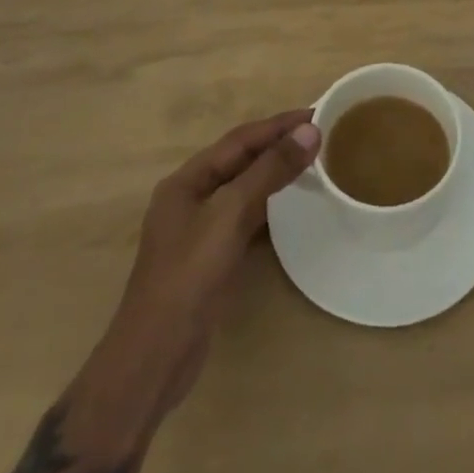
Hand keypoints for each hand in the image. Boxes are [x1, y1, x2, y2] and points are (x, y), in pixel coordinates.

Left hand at [21, 112, 319, 472]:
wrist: (154, 359)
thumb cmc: (189, 276)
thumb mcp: (230, 215)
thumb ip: (269, 171)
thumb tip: (310, 131)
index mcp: (187, 180)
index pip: (240, 139)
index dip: (278, 125)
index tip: (316, 113)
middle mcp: (190, 197)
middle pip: (240, 160)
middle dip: (277, 144)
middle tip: (319, 134)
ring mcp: (198, 230)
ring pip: (243, 188)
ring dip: (274, 172)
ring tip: (310, 161)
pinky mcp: (210, 258)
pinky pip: (244, 216)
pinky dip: (268, 204)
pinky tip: (289, 205)